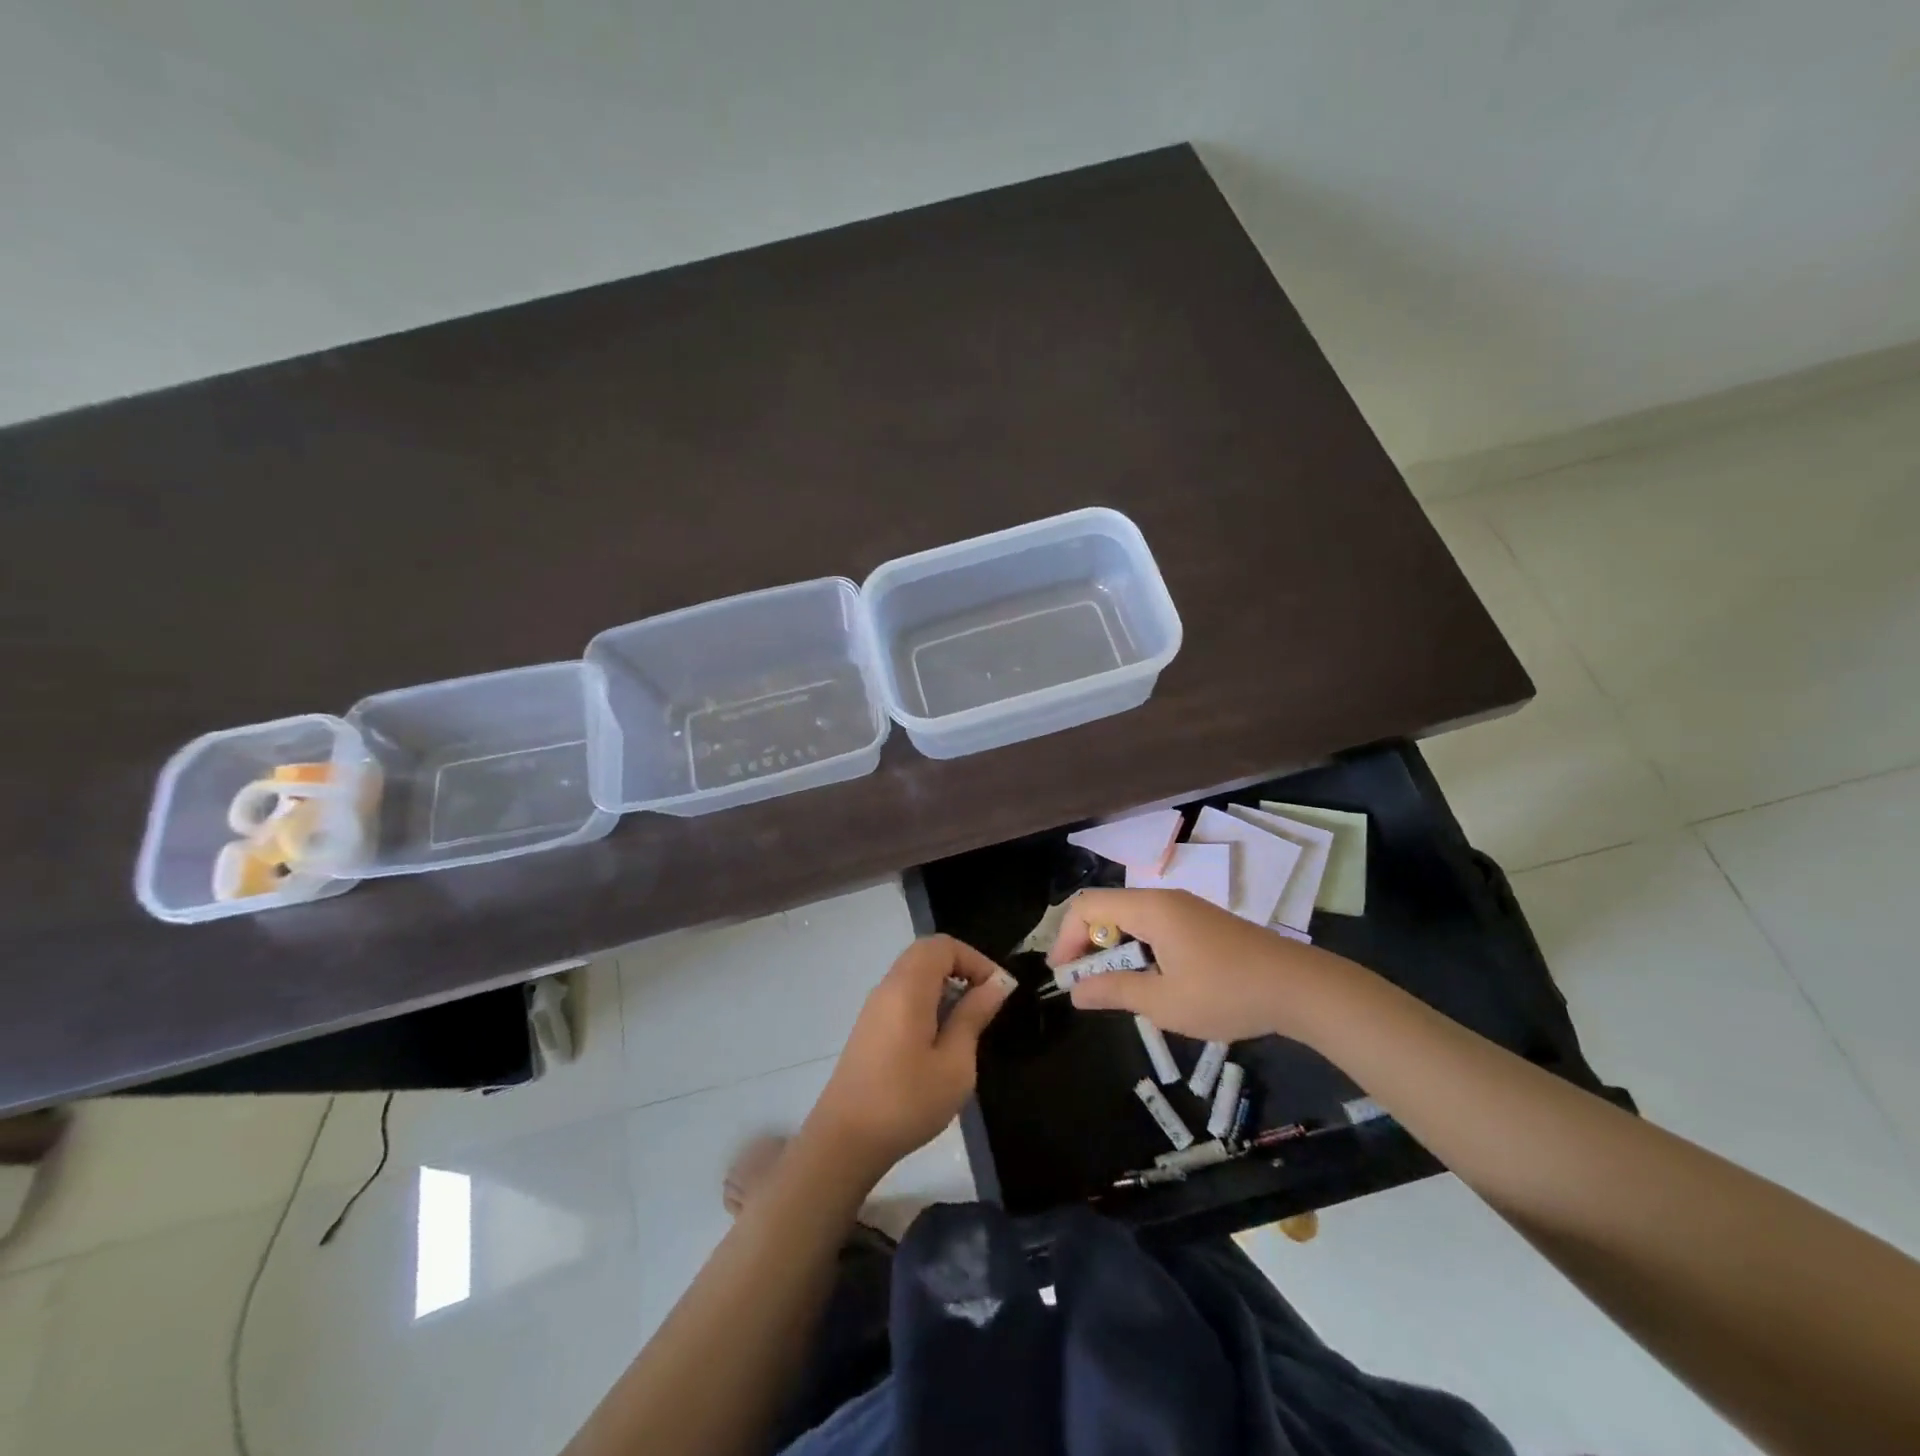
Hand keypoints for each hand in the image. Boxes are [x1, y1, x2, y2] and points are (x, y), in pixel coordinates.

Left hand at [804, 935, 1015, 1179]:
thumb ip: (974, 1017)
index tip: (998, 991)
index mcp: (908, 987)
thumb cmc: (907, 1101)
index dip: (975, 959)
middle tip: (985, 1002)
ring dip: (944, 986)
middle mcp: (887, 987)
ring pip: (914, 974)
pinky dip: (927, 1001)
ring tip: (967, 1024)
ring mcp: (874, 1007)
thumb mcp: (955, 1063)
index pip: (943, 946)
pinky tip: (940, 1040)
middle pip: (926, 954)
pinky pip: (903, 995)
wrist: (845, 1141)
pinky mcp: (869, 1028)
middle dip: (961, 969)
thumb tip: (996, 985)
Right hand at [1048, 887, 1349, 1042]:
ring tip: (1114, 986)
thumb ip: (1115, 992)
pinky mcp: (1203, 923)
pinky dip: (1138, 947)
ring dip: (1113, 948)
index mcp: (1150, 909)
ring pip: (1131, 918)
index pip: (1088, 906)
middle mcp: (1165, 900)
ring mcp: (1187, 909)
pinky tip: (1151, 979)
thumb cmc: (1227, 994)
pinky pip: (1154, 925)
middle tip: (1083, 983)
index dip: (1067, 938)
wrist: (1301, 988)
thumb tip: (1076, 992)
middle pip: (1107, 908)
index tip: (1063, 975)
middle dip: (1087, 943)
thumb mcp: (1165, 1002)